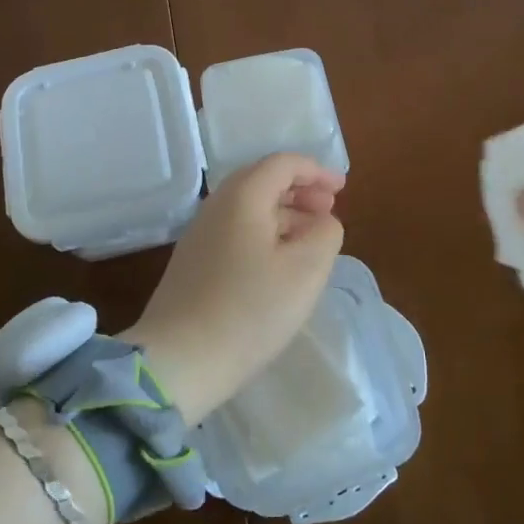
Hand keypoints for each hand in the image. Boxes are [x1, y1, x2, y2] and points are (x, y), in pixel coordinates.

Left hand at [125, 153, 344, 421]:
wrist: (180, 360)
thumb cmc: (250, 310)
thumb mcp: (306, 270)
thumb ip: (325, 233)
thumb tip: (322, 220)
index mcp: (243, 196)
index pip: (283, 163)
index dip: (317, 171)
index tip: (343, 189)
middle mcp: (216, 206)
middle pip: (263, 180)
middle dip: (300, 190)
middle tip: (329, 210)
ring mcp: (201, 234)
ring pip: (250, 208)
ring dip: (285, 213)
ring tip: (312, 238)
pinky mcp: (194, 262)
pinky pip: (237, 231)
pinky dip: (266, 233)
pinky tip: (280, 262)